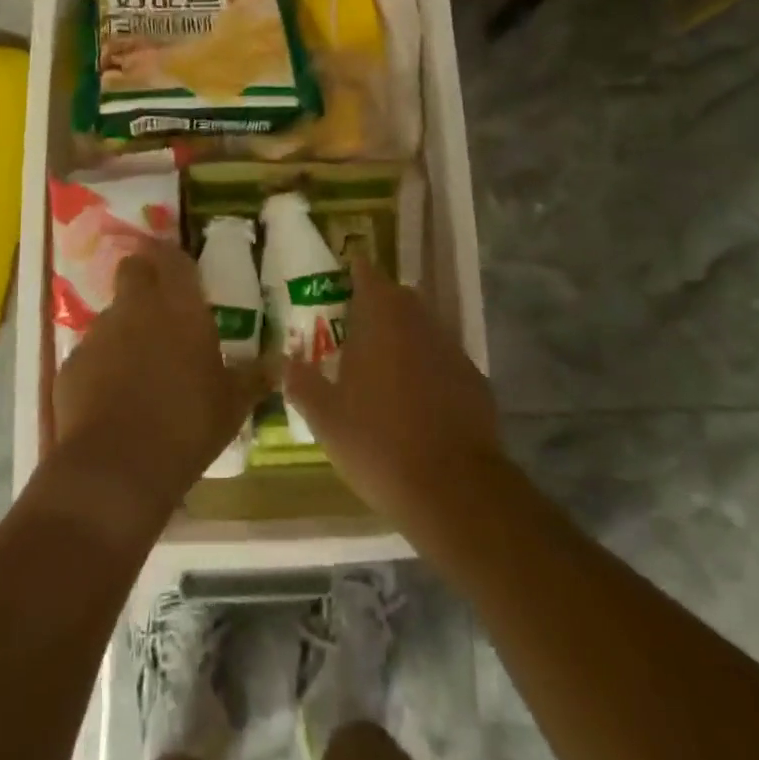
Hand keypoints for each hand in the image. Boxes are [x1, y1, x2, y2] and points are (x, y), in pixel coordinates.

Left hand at [53, 237, 262, 520]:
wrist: (115, 468)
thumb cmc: (187, 425)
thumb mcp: (232, 405)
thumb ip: (253, 377)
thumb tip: (277, 363)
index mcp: (180, 307)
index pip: (173, 258)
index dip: (174, 259)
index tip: (181, 270)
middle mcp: (136, 308)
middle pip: (133, 270)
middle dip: (143, 278)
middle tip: (162, 308)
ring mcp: (99, 334)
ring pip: (112, 314)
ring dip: (126, 328)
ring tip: (142, 365)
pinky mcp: (71, 364)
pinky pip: (92, 353)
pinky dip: (103, 365)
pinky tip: (115, 397)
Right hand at [283, 257, 501, 532]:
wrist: (454, 487)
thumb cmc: (379, 443)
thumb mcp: (326, 419)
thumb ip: (303, 384)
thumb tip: (284, 363)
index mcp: (382, 320)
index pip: (368, 277)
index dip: (356, 272)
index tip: (346, 273)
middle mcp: (420, 324)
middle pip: (400, 298)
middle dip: (380, 304)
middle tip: (357, 325)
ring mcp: (452, 350)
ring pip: (424, 328)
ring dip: (405, 335)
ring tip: (383, 363)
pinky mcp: (474, 380)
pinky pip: (443, 359)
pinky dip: (427, 366)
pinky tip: (416, 397)